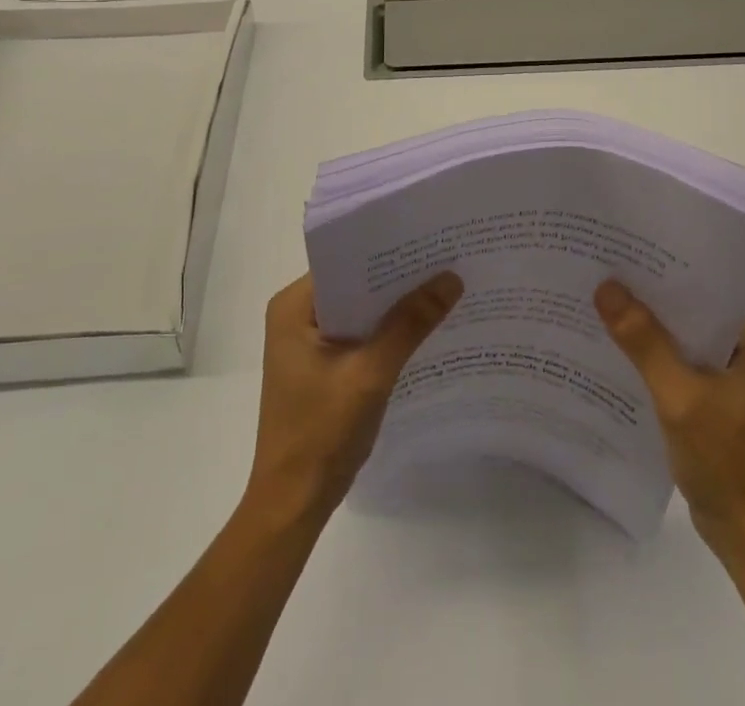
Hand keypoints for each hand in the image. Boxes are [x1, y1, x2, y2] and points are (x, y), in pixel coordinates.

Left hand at [246, 271, 462, 525]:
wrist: (292, 506)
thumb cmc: (321, 434)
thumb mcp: (370, 374)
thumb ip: (410, 324)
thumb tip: (452, 278)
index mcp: (293, 306)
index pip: (346, 260)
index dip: (387, 249)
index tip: (430, 238)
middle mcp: (297, 315)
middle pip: (355, 283)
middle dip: (398, 276)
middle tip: (447, 258)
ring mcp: (308, 342)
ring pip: (361, 309)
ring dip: (395, 305)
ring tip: (444, 285)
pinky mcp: (322, 365)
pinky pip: (360, 333)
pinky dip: (388, 331)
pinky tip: (424, 327)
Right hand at [595, 279, 744, 558]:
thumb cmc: (724, 461)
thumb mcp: (680, 396)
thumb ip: (644, 343)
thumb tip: (606, 287)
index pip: (698, 291)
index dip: (657, 275)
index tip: (616, 257)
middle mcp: (740, 350)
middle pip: (684, 315)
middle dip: (644, 302)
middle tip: (597, 275)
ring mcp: (724, 377)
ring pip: (675, 341)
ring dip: (642, 332)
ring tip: (595, 306)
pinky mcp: (708, 401)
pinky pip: (672, 367)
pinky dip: (647, 362)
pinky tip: (611, 354)